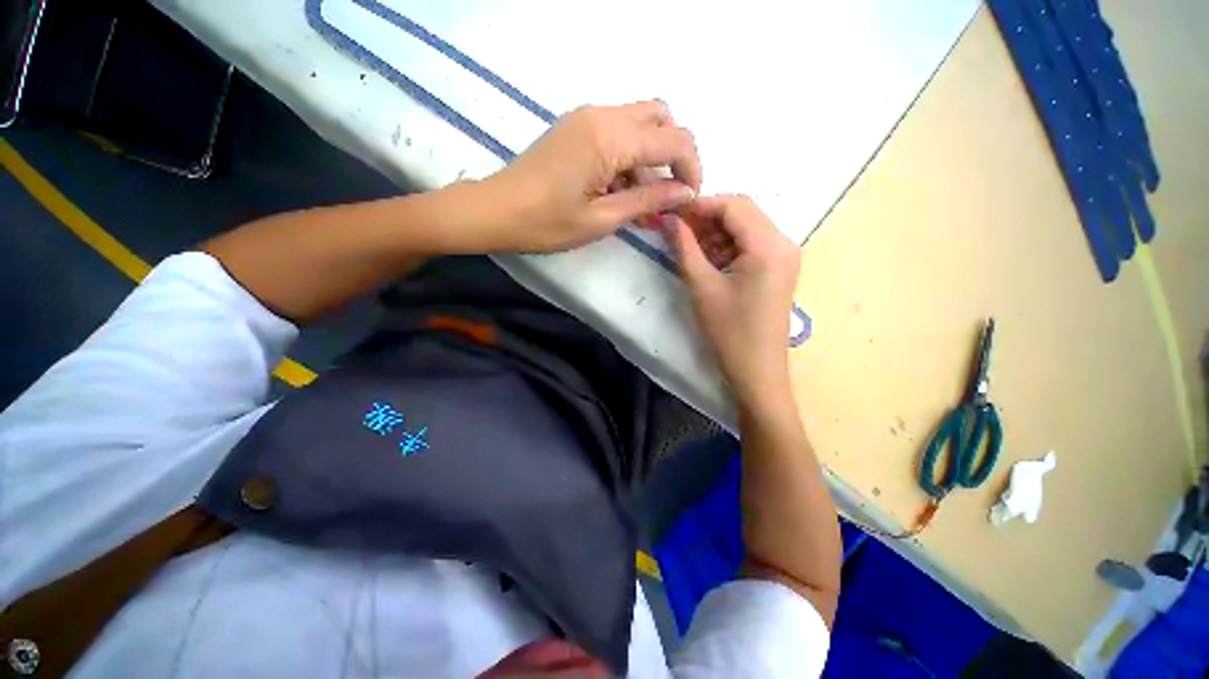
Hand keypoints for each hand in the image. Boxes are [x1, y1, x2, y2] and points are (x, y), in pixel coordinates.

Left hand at [482, 101, 701, 252]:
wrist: (495, 211)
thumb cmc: (547, 223)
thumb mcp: (602, 219)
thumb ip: (647, 201)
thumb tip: (685, 193)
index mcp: (610, 137)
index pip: (674, 139)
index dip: (691, 169)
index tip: (689, 200)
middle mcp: (602, 114)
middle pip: (661, 117)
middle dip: (675, 154)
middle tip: (670, 193)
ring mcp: (586, 117)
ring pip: (640, 122)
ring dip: (652, 156)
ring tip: (643, 200)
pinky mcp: (576, 128)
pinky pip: (618, 131)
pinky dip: (631, 156)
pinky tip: (622, 189)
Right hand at [667, 196, 800, 403]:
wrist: (757, 370)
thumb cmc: (729, 331)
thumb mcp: (702, 287)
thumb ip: (685, 247)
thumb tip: (669, 219)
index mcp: (769, 245)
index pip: (734, 205)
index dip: (701, 205)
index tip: (672, 213)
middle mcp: (784, 242)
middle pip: (742, 213)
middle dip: (707, 218)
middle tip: (677, 231)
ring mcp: (784, 256)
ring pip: (745, 228)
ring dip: (716, 233)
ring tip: (689, 248)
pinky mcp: (778, 269)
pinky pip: (750, 246)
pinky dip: (727, 247)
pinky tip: (708, 261)